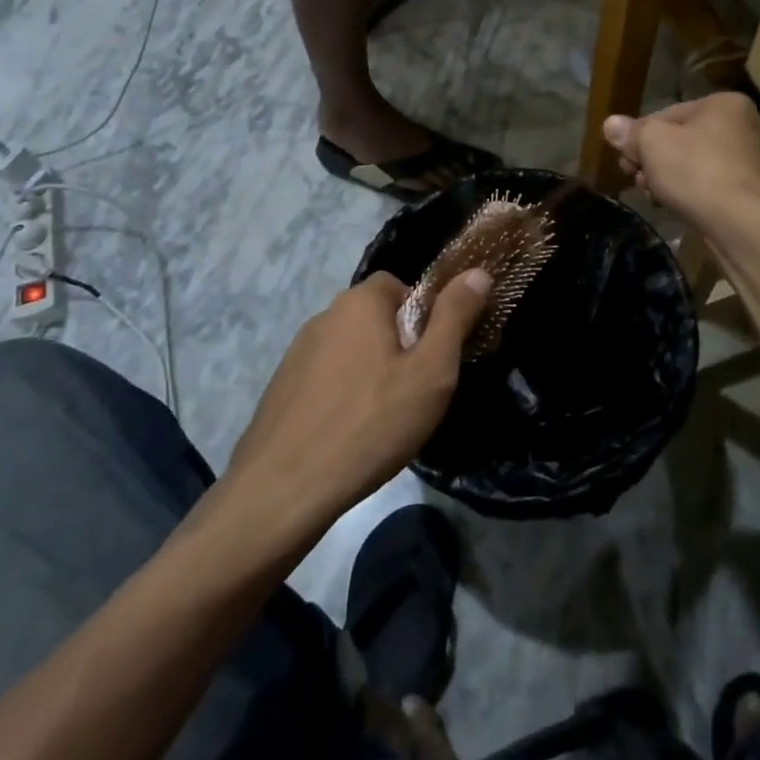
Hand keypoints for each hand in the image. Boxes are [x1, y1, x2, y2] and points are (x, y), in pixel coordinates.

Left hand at [227, 269, 489, 538]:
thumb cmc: (370, 424)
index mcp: (359, 302)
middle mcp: (324, 315)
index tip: (434, 356)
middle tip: (415, 390)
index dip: (424, 315)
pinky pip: (326, 376)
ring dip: (370, 370)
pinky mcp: (282, 386)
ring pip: (350, 348)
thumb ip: (455, 317)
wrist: (284, 488)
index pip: (399, 285)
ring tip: (383, 417)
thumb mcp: (430, 372)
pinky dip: (342, 393)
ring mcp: (297, 352)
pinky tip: (349, 432)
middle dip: (399, 344)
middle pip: (374, 317)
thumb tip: (478, 272)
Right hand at [602, 93, 759, 234]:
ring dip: (666, 177)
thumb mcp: (652, 144)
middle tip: (634, 178)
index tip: (624, 159)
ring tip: (651, 195)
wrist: (742, 224)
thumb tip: (610, 124)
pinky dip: (688, 192)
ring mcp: (748, 160)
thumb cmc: (696, 171)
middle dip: (652, 160)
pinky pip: (707, 184)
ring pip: (691, 164)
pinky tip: (671, 206)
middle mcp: (742, 125)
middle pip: (680, 139)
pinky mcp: (748, 190)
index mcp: (723, 104)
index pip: (666, 114)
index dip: (639, 136)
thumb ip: (630, 133)